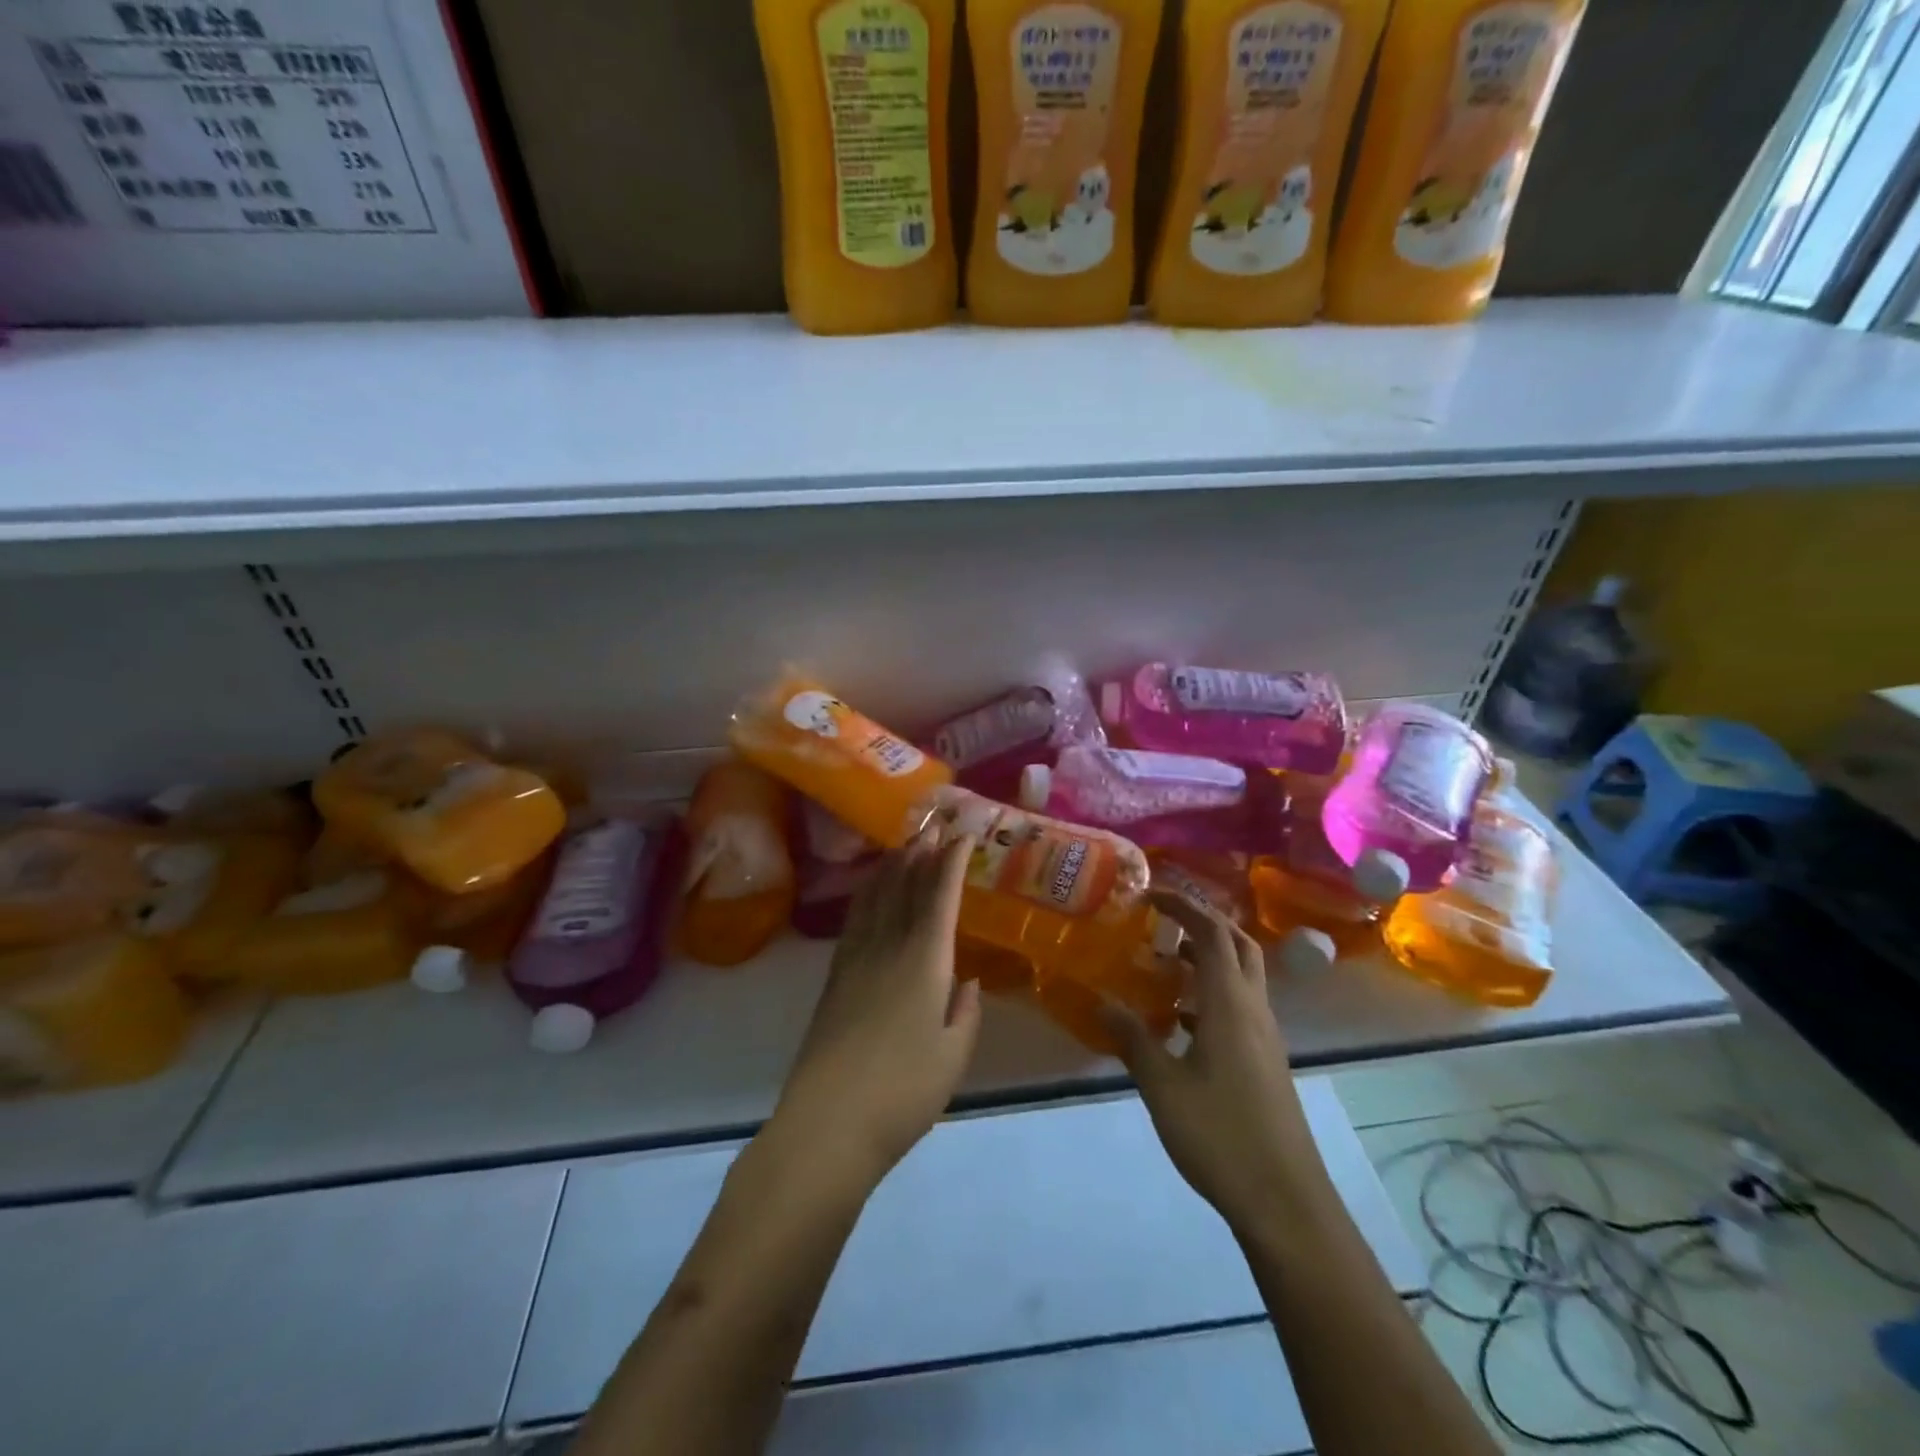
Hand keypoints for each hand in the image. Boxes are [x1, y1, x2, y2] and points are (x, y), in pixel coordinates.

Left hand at [770, 831, 982, 1189]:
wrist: (829, 1121)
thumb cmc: (904, 1091)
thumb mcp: (953, 1055)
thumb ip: (964, 1012)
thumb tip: (965, 981)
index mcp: (924, 961)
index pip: (939, 897)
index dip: (951, 864)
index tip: (962, 837)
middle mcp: (888, 948)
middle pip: (904, 888)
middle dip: (920, 856)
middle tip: (931, 829)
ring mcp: (855, 960)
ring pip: (875, 899)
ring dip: (890, 869)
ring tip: (901, 848)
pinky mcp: (834, 978)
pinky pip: (854, 921)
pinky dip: (866, 897)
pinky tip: (869, 895)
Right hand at [1100, 892, 1323, 1231]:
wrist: (1285, 1201)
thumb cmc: (1220, 1135)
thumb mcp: (1162, 1085)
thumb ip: (1132, 1038)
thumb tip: (1101, 1001)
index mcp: (1230, 1004)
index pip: (1212, 933)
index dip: (1183, 906)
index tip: (1150, 895)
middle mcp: (1253, 1010)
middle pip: (1237, 945)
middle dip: (1202, 922)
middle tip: (1162, 919)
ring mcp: (1264, 1037)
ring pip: (1241, 976)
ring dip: (1207, 958)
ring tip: (1163, 962)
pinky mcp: (1265, 1061)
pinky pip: (1239, 1007)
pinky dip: (1211, 994)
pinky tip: (1179, 1021)